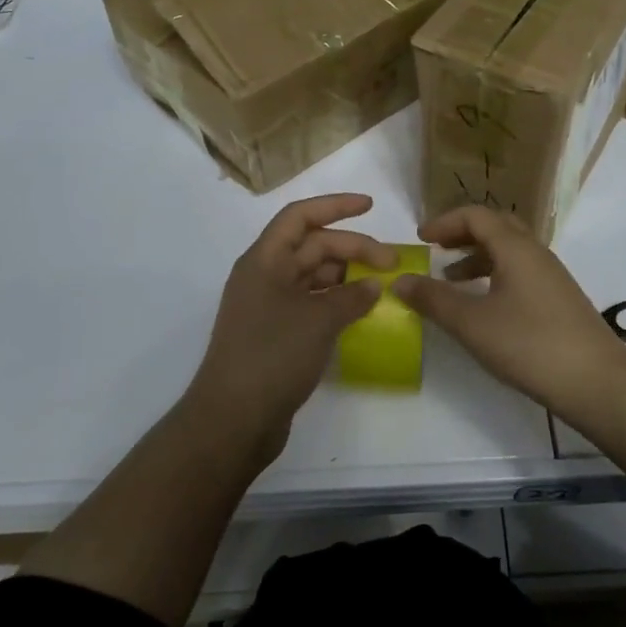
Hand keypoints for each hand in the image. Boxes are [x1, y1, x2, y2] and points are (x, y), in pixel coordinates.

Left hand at [185, 193, 391, 458]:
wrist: (233, 420)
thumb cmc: (272, 356)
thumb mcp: (318, 320)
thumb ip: (351, 297)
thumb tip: (374, 286)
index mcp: (264, 260)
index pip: (300, 217)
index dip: (335, 206)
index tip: (370, 206)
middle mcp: (264, 277)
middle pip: (312, 246)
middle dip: (353, 248)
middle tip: (392, 263)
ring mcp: (270, 307)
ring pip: (314, 277)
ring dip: (347, 277)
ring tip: (382, 287)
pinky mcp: (277, 335)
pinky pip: (313, 304)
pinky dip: (338, 303)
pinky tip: (363, 313)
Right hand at [393, 205, 625, 418]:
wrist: (598, 382)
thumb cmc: (530, 345)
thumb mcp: (472, 324)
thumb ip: (434, 300)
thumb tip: (399, 280)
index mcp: (516, 248)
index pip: (476, 215)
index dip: (445, 222)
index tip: (420, 239)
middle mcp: (536, 253)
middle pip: (496, 228)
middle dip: (463, 235)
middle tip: (436, 250)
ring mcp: (552, 277)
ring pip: (510, 252)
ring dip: (478, 258)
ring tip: (452, 281)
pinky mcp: (559, 300)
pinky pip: (521, 273)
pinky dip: (495, 277)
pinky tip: (485, 307)